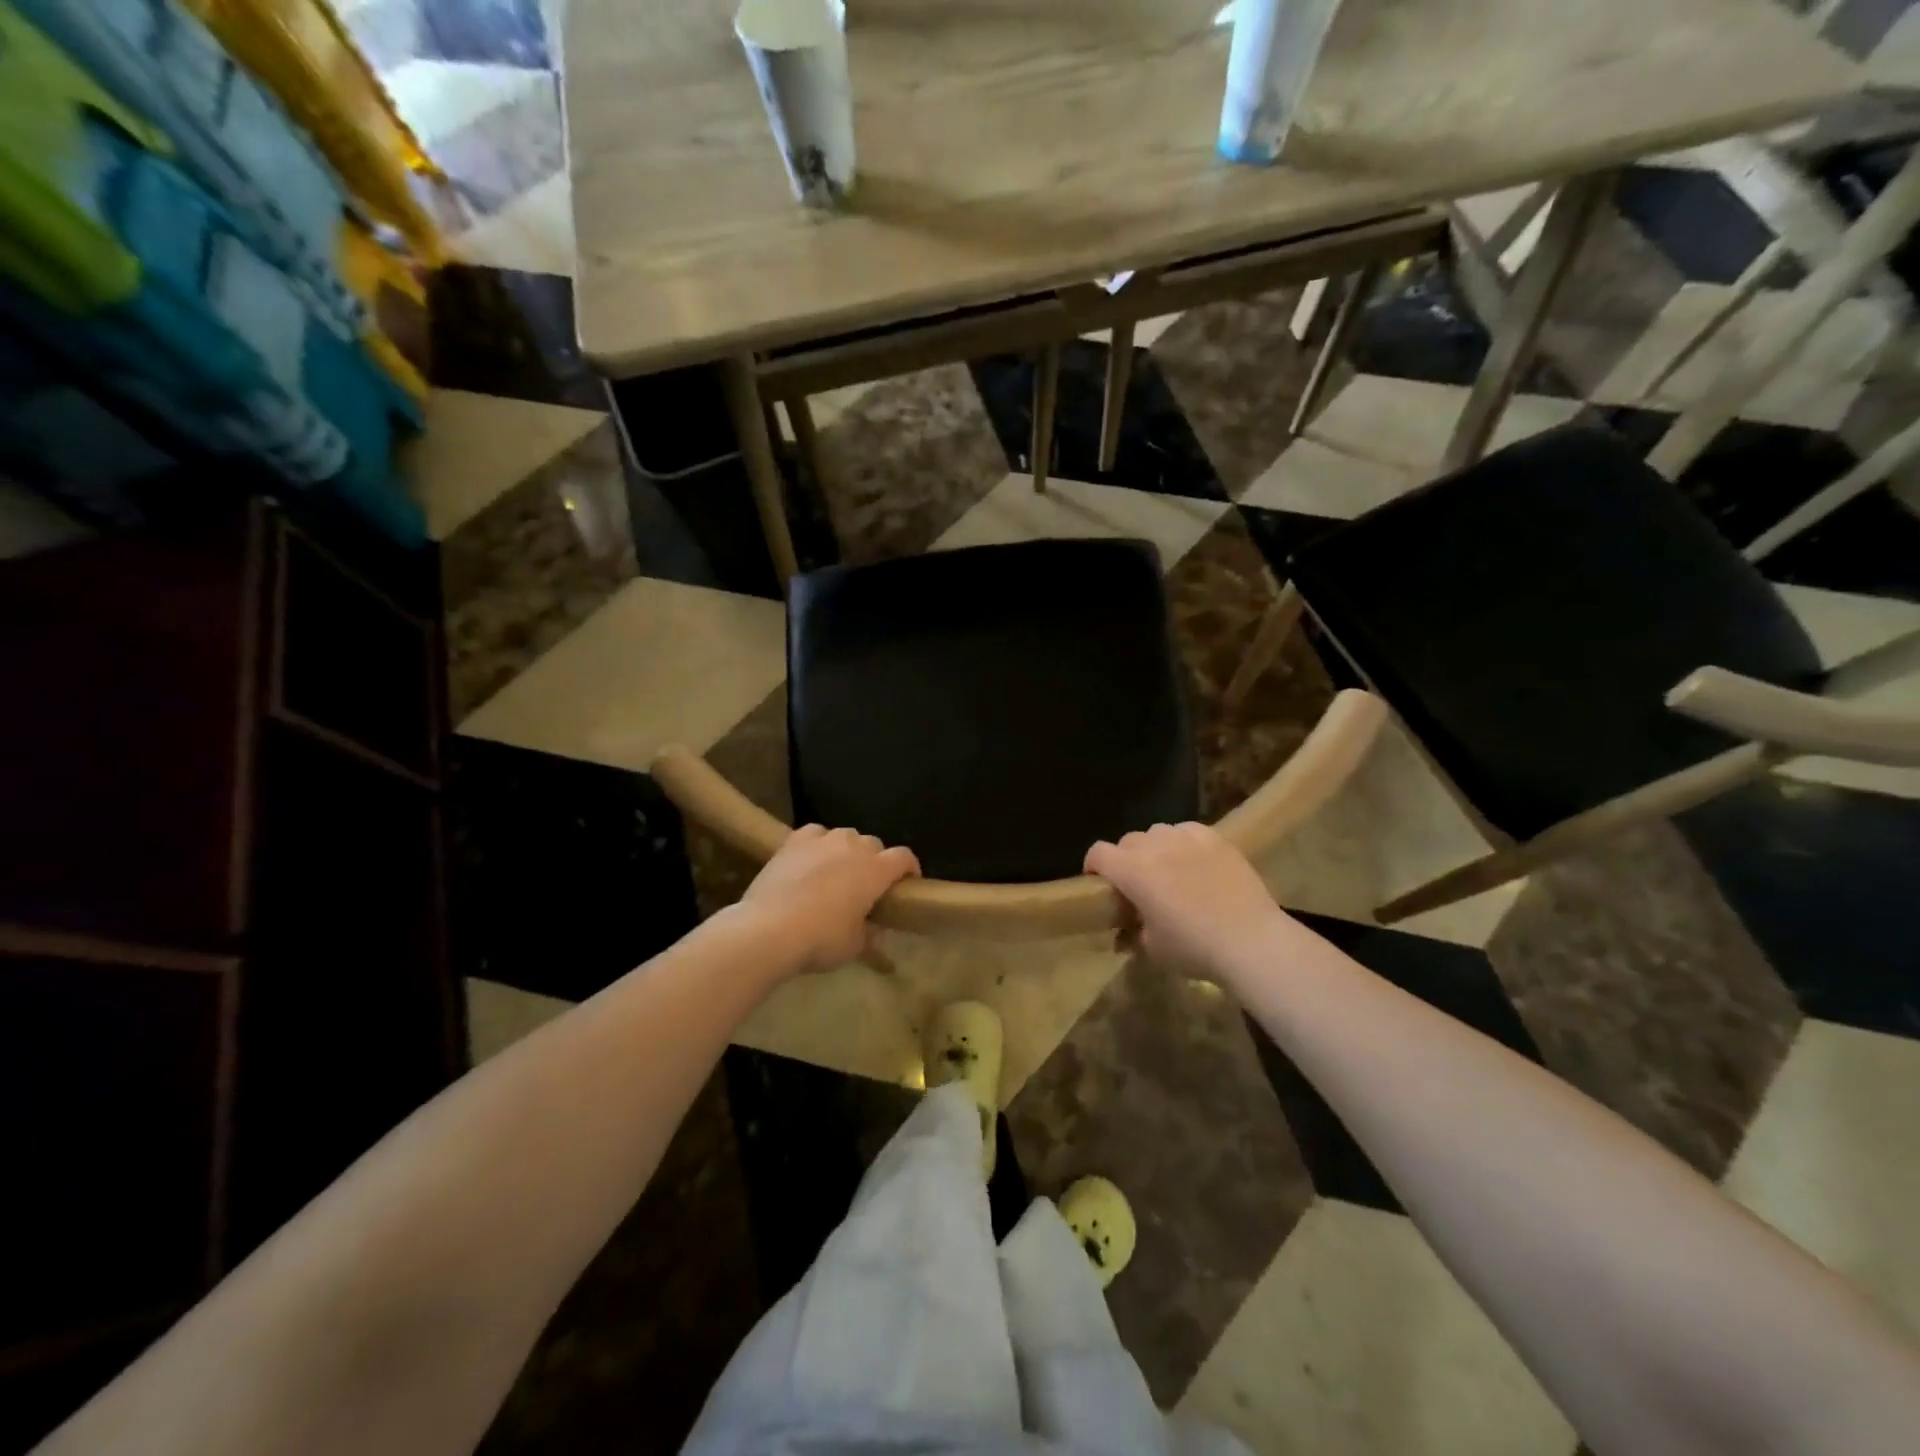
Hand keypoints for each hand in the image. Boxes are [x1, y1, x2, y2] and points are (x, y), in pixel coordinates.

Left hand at [738, 825, 920, 972]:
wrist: (769, 929)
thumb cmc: (820, 939)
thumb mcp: (855, 945)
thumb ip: (871, 932)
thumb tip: (874, 928)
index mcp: (876, 870)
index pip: (904, 857)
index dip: (909, 868)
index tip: (906, 883)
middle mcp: (854, 846)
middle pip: (874, 845)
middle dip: (875, 862)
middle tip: (865, 886)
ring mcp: (823, 839)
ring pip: (846, 836)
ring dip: (847, 851)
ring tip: (836, 872)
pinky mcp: (795, 840)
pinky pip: (816, 834)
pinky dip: (819, 844)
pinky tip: (811, 859)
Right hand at [1085, 822, 1287, 977]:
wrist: (1251, 940)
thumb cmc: (1194, 947)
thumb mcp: (1153, 948)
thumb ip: (1133, 933)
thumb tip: (1126, 932)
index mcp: (1132, 870)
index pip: (1098, 853)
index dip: (1093, 866)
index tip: (1099, 883)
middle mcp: (1155, 846)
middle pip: (1128, 841)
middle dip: (1125, 859)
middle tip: (1137, 884)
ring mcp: (1187, 838)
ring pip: (1158, 832)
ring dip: (1154, 848)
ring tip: (1167, 870)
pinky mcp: (1216, 839)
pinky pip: (1188, 830)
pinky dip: (1183, 842)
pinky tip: (1194, 861)